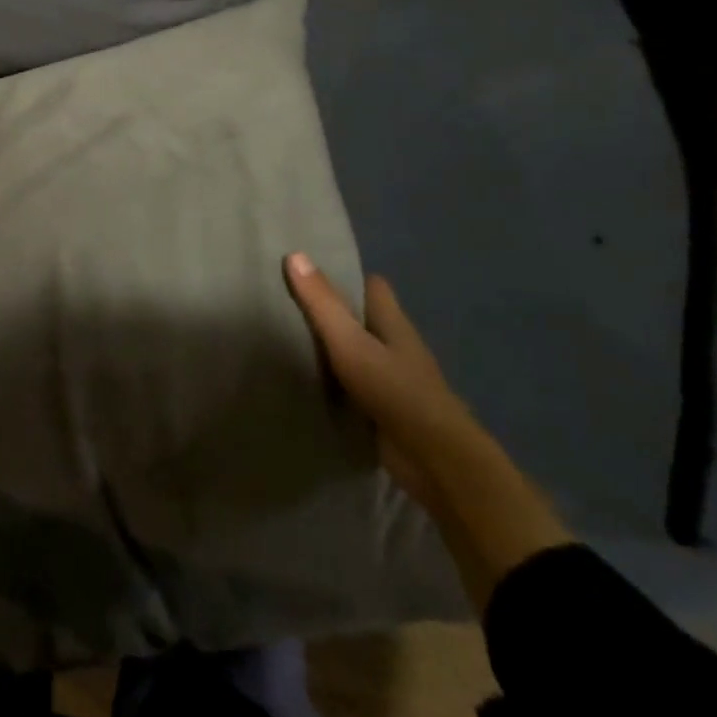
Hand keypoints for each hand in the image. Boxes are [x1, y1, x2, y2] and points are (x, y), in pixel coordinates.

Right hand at [284, 253, 571, 612]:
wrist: (435, 461)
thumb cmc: (396, 391)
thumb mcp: (351, 342)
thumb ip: (323, 303)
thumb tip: (295, 254)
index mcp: (393, 323)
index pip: (373, 286)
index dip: (345, 274)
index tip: (308, 268)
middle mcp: (394, 347)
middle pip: (362, 318)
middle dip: (330, 310)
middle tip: (283, 301)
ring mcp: (390, 380)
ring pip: (355, 352)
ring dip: (328, 347)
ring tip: (281, 336)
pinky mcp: (381, 410)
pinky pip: (350, 385)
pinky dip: (331, 380)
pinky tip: (301, 379)